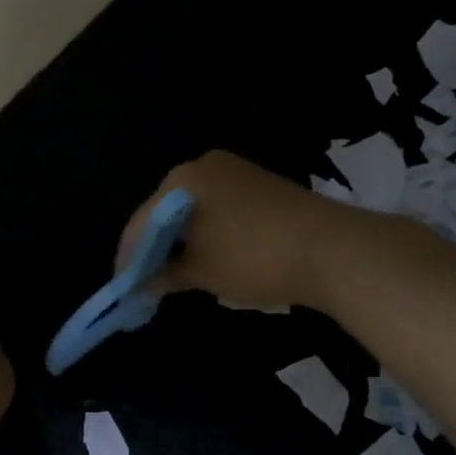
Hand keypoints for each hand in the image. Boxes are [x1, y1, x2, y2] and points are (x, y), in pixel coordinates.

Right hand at [117, 151, 348, 310]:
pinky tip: (205, 256)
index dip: (128, 259)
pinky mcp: (258, 183)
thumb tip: (143, 284)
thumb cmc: (253, 257)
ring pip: (190, 210)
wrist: (333, 248)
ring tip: (174, 275)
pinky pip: (216, 208)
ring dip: (179, 241)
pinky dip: (204, 233)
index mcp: (181, 180)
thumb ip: (165, 275)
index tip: (122, 289)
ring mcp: (234, 171)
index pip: (140, 223)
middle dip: (153, 248)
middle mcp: (203, 166)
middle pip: (163, 212)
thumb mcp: (202, 272)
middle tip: (146, 283)